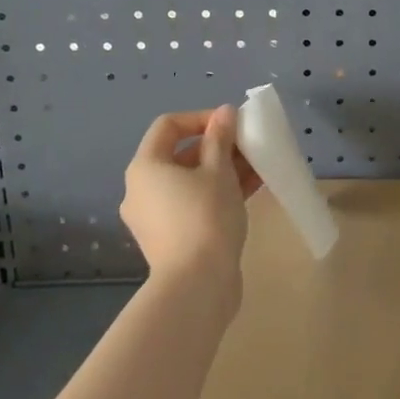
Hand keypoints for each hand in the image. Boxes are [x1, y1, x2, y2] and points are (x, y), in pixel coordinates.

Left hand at [121, 106, 259, 293]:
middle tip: (248, 146)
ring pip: (190, 181)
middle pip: (180, 154)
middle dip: (218, 146)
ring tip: (258, 166)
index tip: (231, 125)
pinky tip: (251, 188)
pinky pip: (193, 203)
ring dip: (223, 169)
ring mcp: (154, 216)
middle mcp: (142, 189)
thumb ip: (221, 138)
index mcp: (145, 167)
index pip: (168, 126)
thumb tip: (224, 112)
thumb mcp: (219, 171)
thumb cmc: (205, 217)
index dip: (201, 118)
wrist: (197, 286)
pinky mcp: (170, 238)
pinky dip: (217, 192)